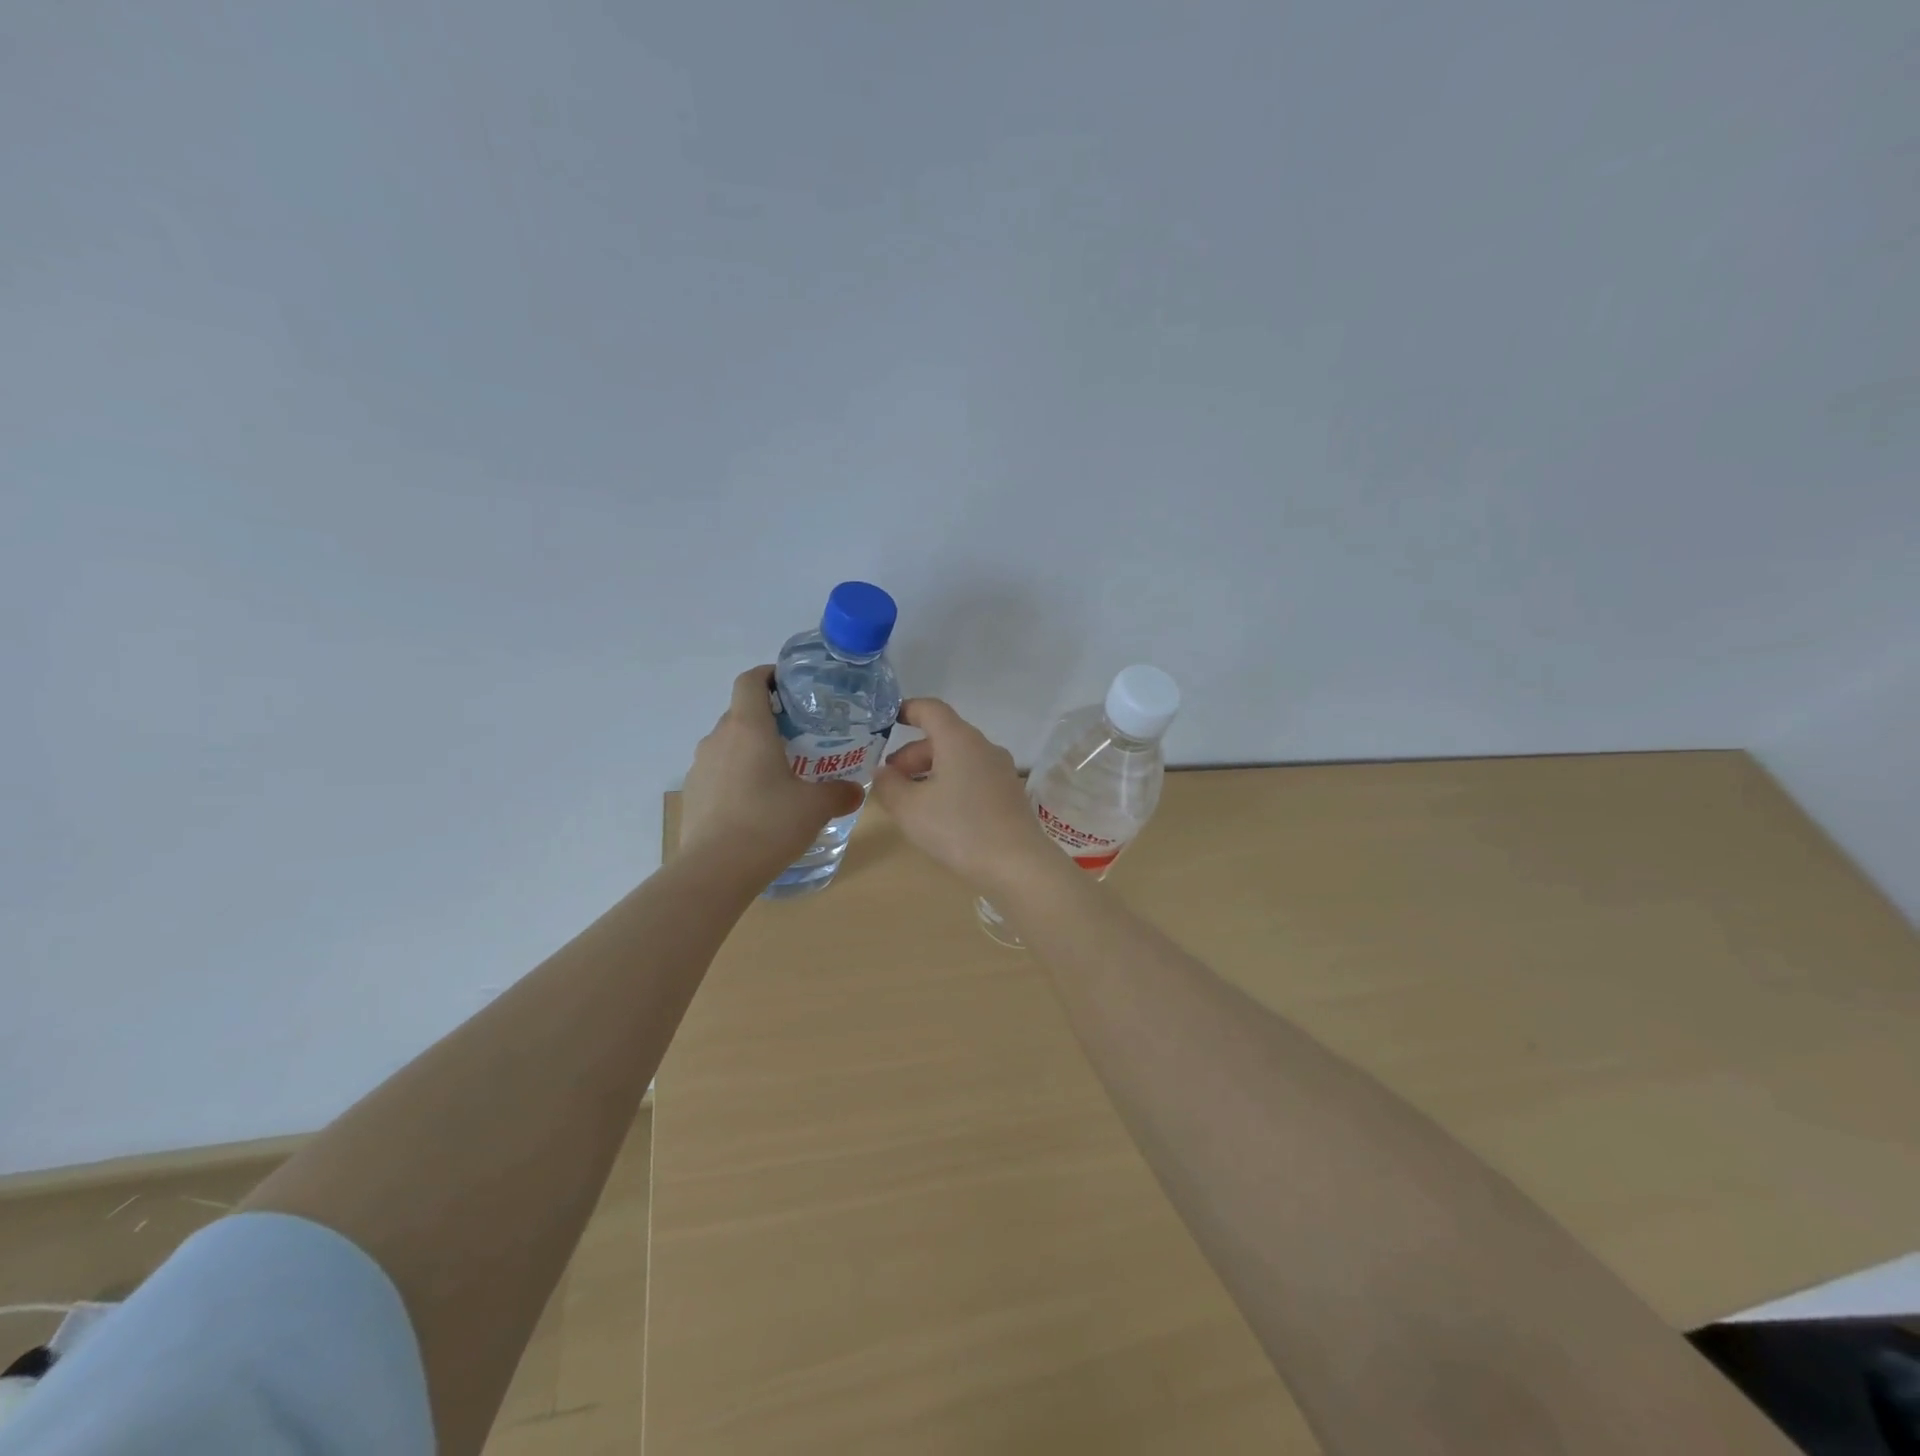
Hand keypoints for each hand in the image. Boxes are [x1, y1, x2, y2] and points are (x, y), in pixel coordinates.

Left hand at [680, 666, 863, 873]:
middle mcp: (719, 738)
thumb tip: (855, 791)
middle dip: (767, 719)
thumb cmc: (769, 823)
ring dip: (750, 750)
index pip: (750, 681)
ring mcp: (700, 766)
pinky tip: (756, 804)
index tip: (789, 685)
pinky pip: (718, 772)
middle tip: (798, 737)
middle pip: (740, 713)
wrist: (715, 870)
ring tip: (778, 773)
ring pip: (728, 744)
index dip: (768, 675)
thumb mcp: (815, 807)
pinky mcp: (693, 794)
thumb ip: (839, 793)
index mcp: (748, 727)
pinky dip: (737, 776)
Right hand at [872, 699, 1055, 891]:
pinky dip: (951, 784)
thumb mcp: (910, 809)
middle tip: (891, 780)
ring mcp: (1001, 770)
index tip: (886, 720)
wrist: (1017, 864)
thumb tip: (884, 772)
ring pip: (958, 758)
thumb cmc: (959, 828)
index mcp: (959, 740)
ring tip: (910, 800)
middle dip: (912, 754)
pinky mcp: (1009, 793)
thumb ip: (889, 785)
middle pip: (943, 736)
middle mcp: (983, 747)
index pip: (930, 709)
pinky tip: (940, 814)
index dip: (906, 709)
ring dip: (930, 771)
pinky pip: (973, 776)